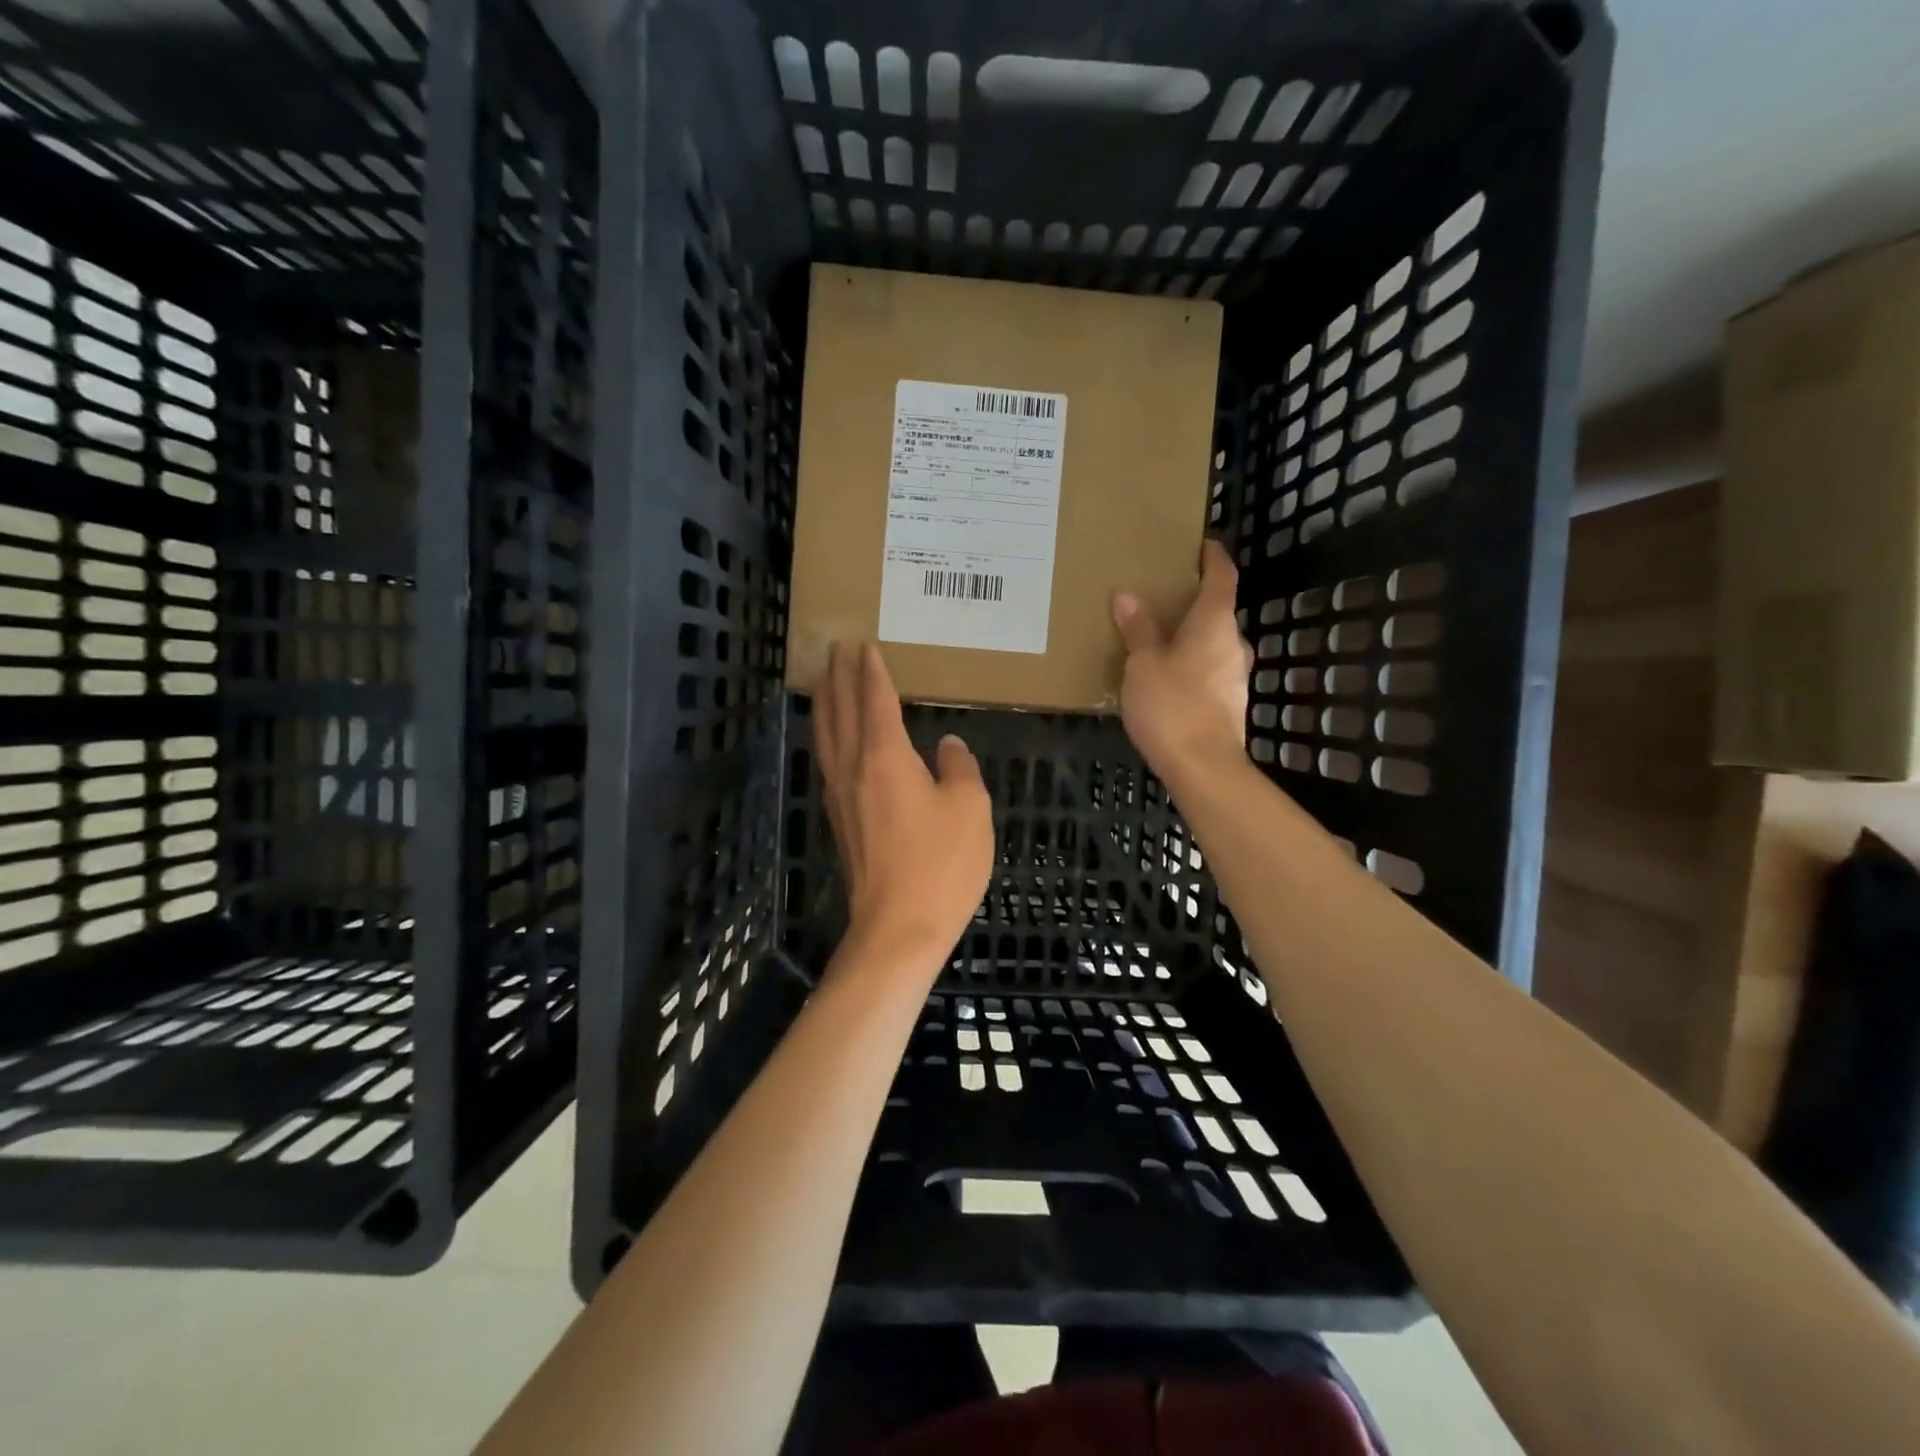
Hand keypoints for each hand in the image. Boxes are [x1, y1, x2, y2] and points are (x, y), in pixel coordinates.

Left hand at [814, 642, 995, 973]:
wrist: (898, 928)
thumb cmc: (941, 864)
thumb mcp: (970, 808)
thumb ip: (960, 768)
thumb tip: (948, 746)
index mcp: (886, 756)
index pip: (875, 699)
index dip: (872, 670)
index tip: (864, 644)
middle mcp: (854, 767)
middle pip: (840, 710)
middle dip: (838, 677)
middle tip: (835, 648)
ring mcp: (841, 795)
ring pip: (826, 735)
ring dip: (825, 703)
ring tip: (823, 681)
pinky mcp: (839, 820)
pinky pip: (828, 760)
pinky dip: (827, 736)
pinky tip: (832, 740)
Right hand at [1111, 539, 1253, 779]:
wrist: (1204, 767)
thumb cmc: (1172, 705)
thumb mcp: (1143, 664)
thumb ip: (1137, 630)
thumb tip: (1127, 596)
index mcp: (1214, 624)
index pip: (1223, 576)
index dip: (1214, 557)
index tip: (1202, 544)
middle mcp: (1233, 644)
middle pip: (1218, 612)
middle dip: (1193, 603)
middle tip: (1163, 598)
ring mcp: (1236, 676)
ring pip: (1213, 644)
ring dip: (1191, 638)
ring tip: (1158, 640)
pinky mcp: (1230, 704)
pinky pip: (1209, 671)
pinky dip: (1191, 665)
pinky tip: (1166, 679)